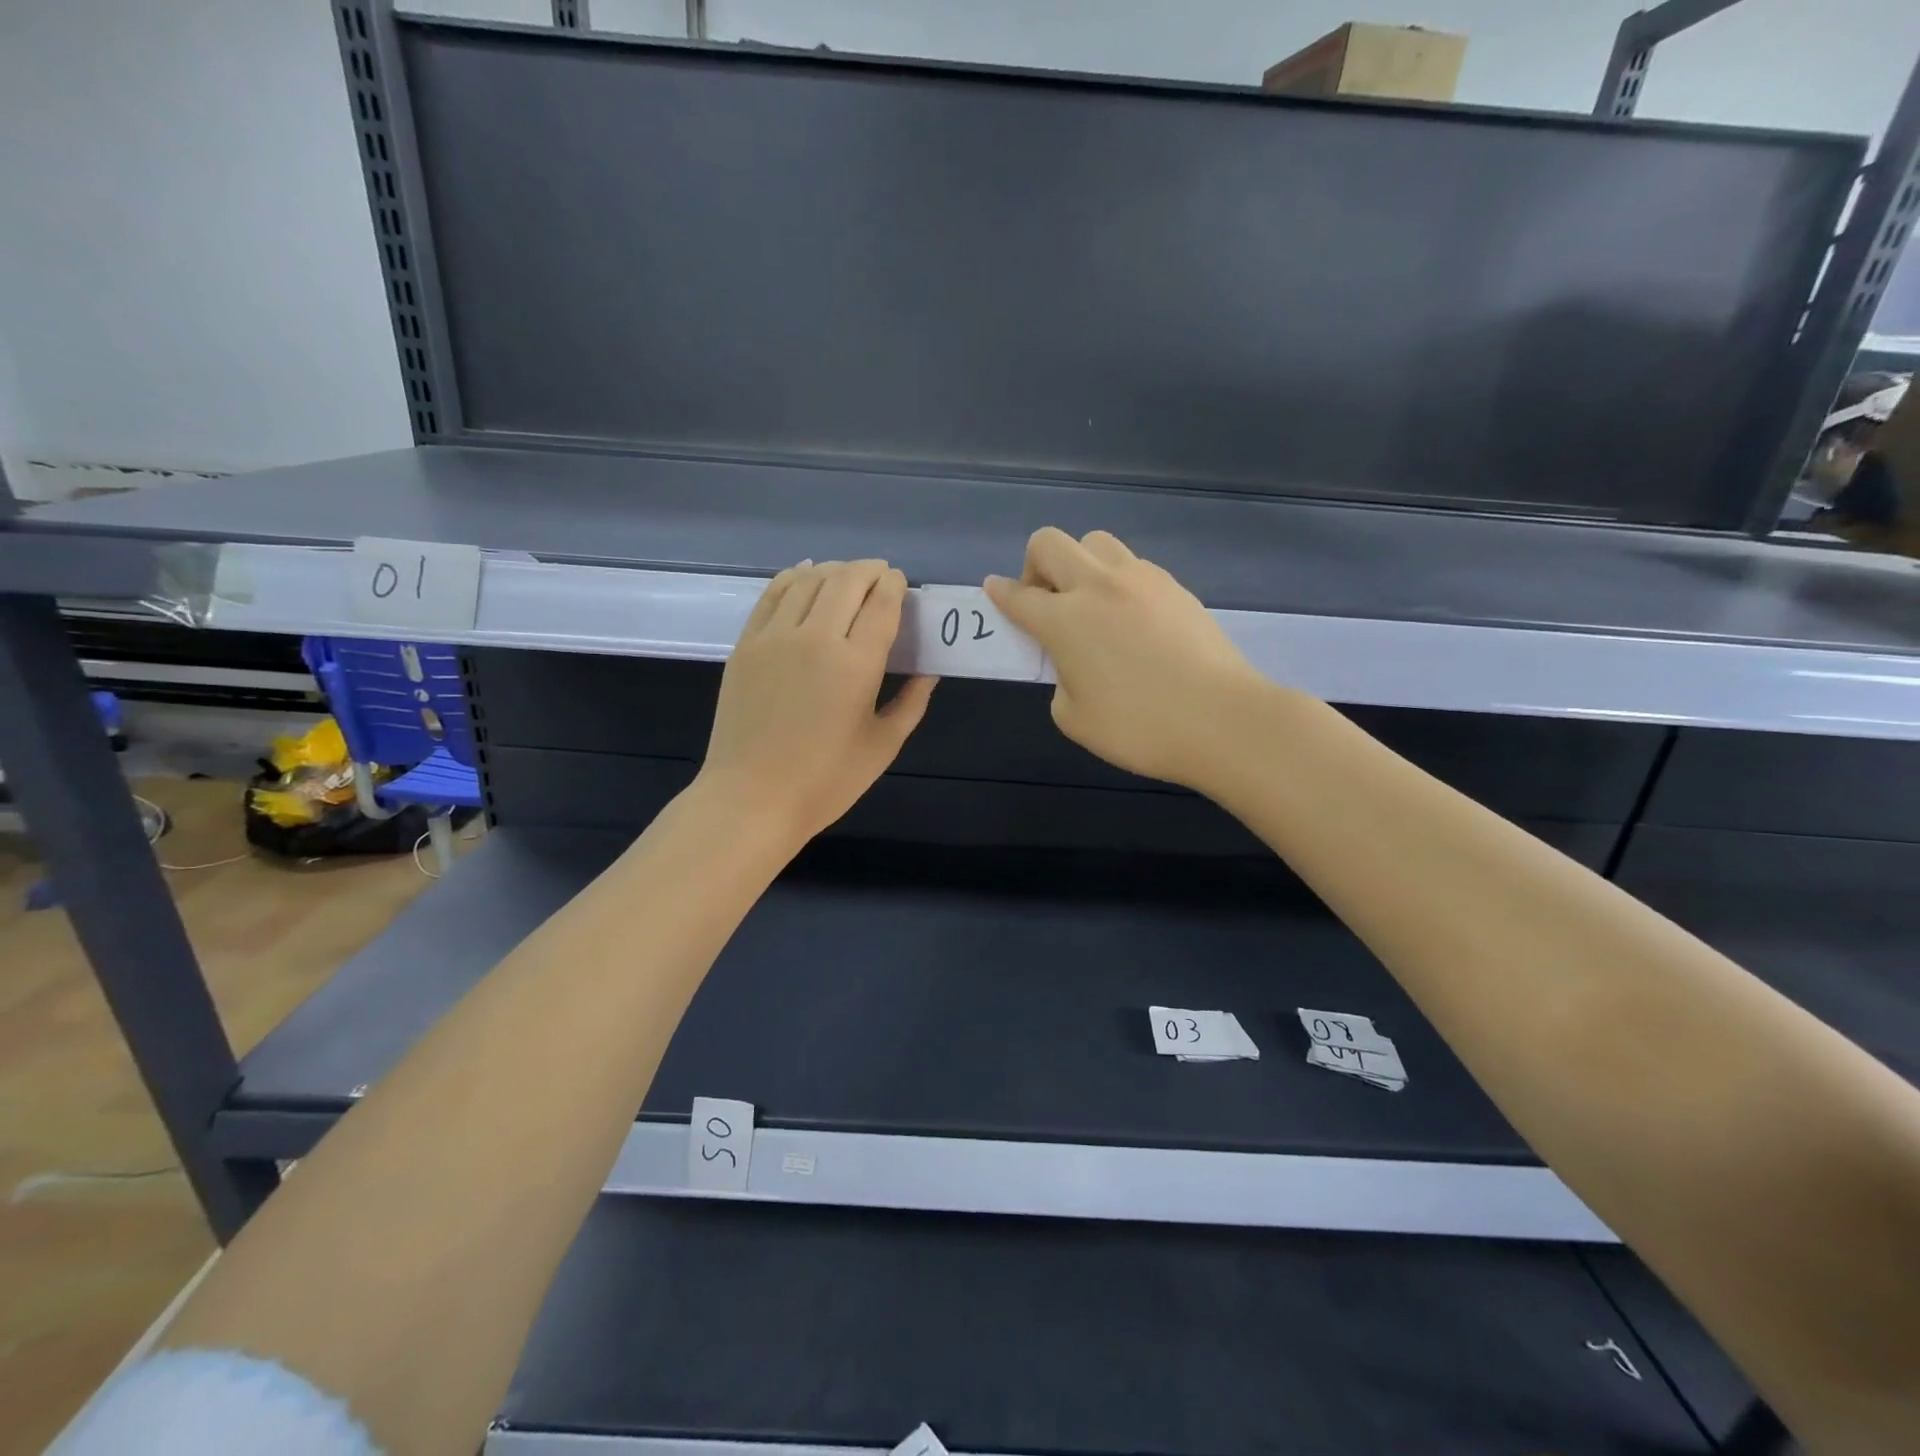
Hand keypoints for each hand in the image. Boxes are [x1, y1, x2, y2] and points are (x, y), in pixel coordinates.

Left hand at [699, 560, 936, 845]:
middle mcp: (816, 637)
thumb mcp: (883, 746)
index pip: (881, 602)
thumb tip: (928, 672)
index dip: (894, 585)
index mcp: (856, 664)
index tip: (901, 584)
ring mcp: (774, 636)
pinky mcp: (746, 644)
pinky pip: (773, 594)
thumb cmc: (825, 781)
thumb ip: (911, 703)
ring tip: (849, 577)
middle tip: (881, 577)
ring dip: (835, 570)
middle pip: (847, 580)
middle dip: (870, 571)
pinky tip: (806, 575)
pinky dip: (794, 576)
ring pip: (810, 580)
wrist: (751, 799)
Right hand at [985, 528, 1262, 787]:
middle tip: (1046, 604)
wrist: (1223, 720)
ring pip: (1095, 542)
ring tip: (1091, 605)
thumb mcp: (1074, 719)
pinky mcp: (1174, 586)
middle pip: (1050, 543)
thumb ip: (1060, 680)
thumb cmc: (1140, 728)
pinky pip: (1132, 565)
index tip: (994, 591)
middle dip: (1034, 566)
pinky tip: (1131, 619)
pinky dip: (1117, 581)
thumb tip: (1074, 662)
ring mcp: (1141, 579)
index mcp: (1065, 620)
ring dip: (1079, 564)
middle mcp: (1098, 586)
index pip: (1018, 595)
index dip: (999, 593)